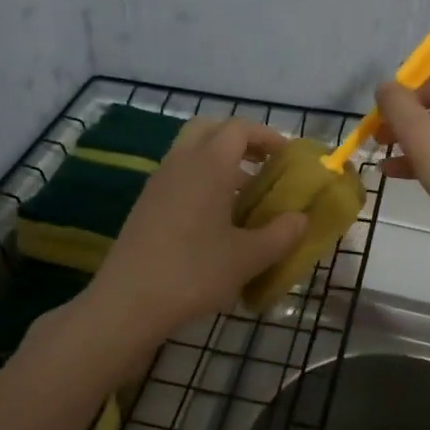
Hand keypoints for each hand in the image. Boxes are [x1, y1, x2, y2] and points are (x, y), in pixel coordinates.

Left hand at [82, 118, 307, 345]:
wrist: (128, 301)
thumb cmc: (194, 273)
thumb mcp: (248, 258)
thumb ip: (281, 234)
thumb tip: (300, 219)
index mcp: (209, 165)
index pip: (239, 128)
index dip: (267, 136)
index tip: (287, 158)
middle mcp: (181, 163)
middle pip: (209, 129)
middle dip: (239, 140)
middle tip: (262, 166)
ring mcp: (158, 182)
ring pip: (190, 152)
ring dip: (218, 162)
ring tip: (243, 198)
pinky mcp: (145, 204)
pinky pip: (178, 175)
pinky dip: (200, 181)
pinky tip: (214, 220)